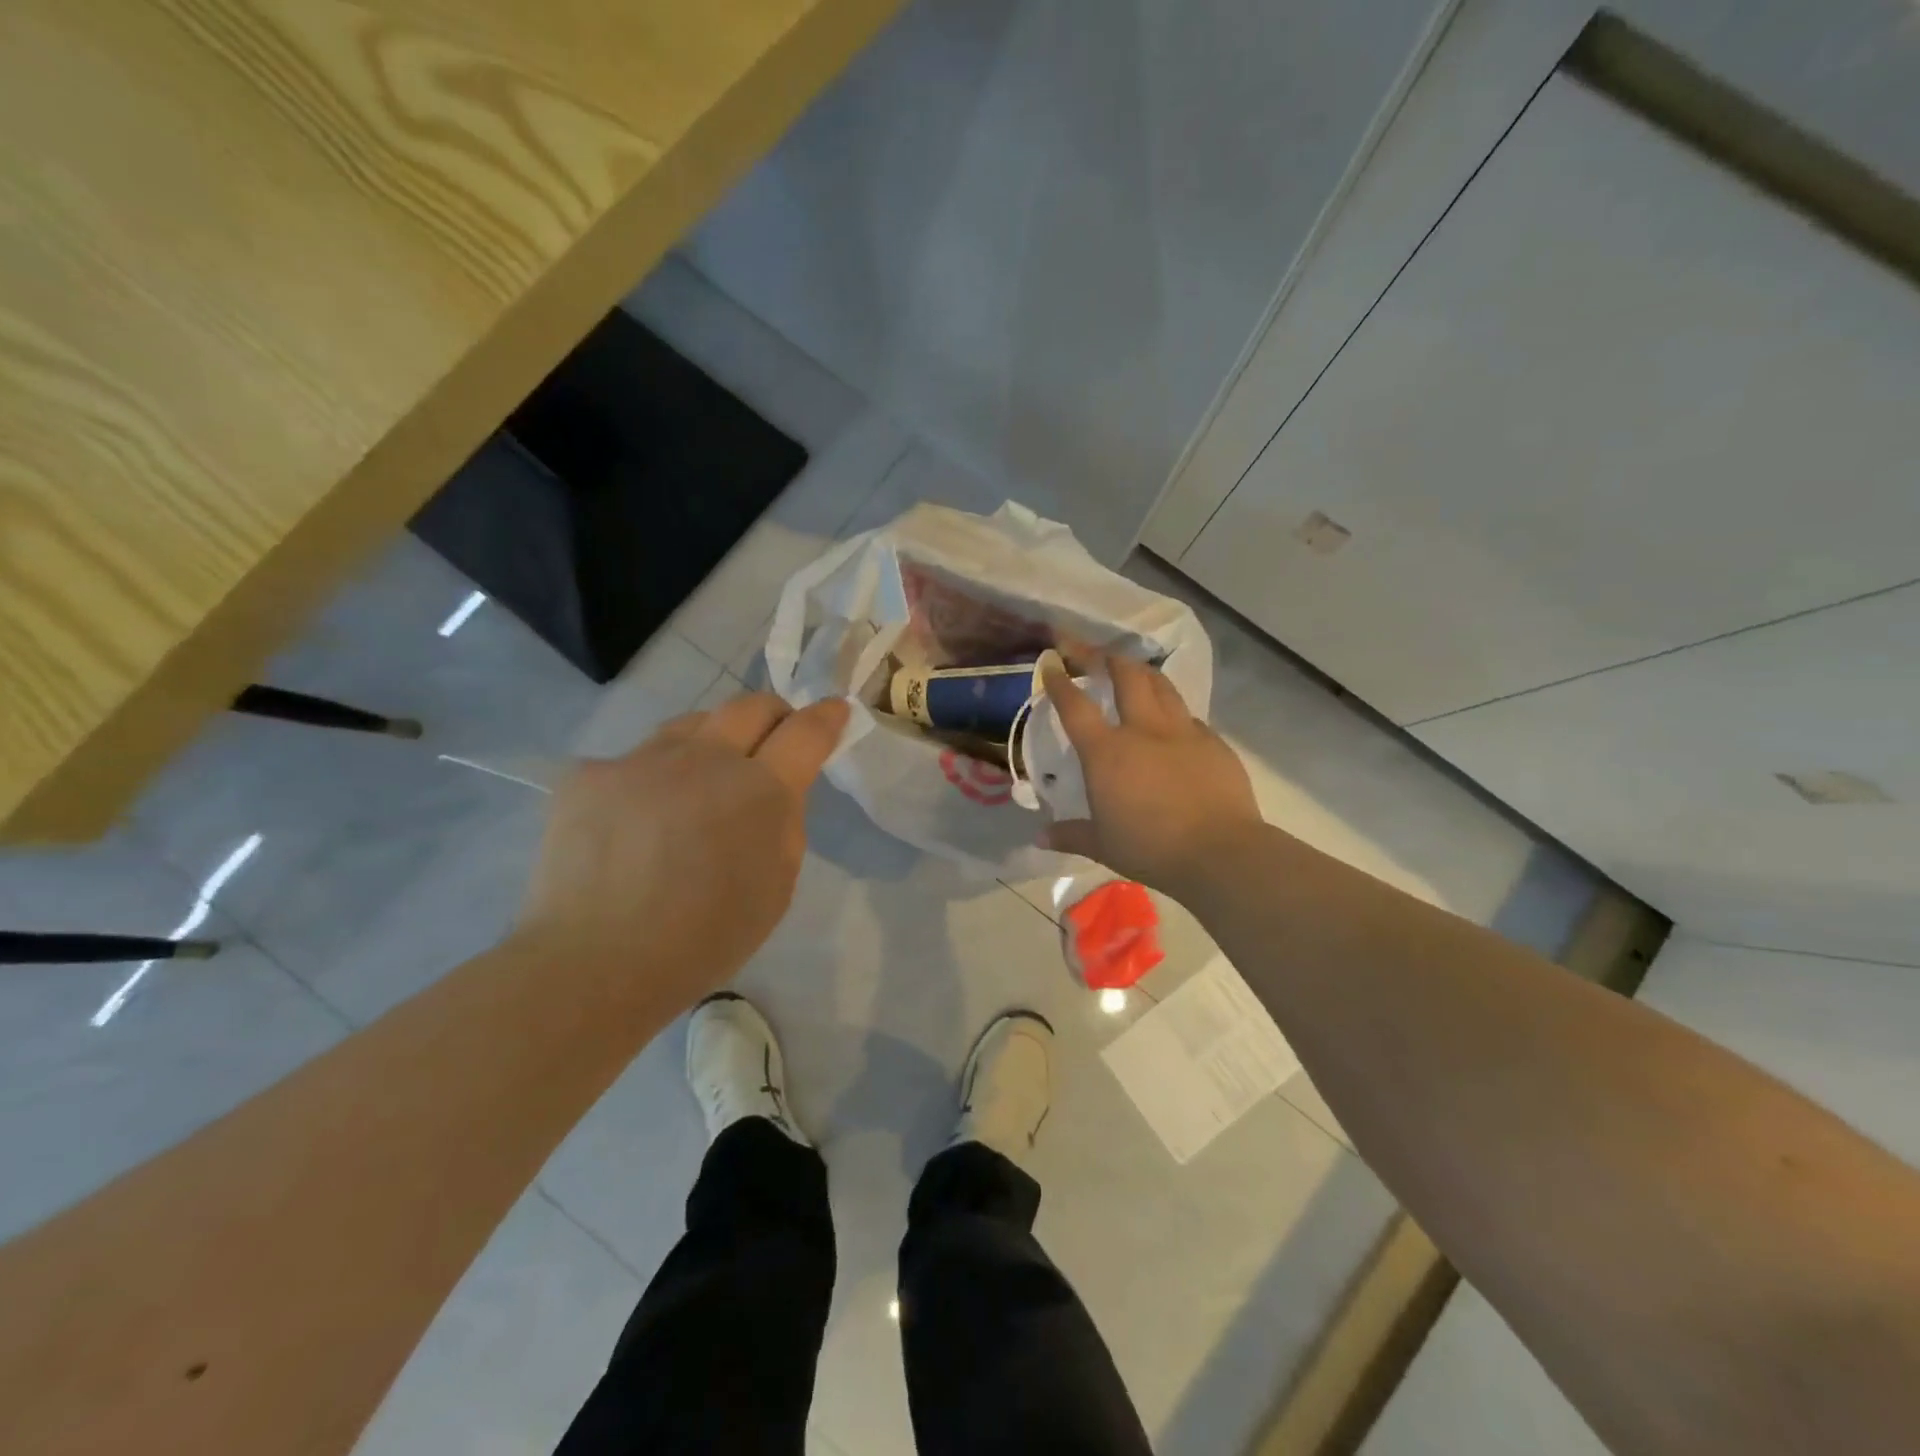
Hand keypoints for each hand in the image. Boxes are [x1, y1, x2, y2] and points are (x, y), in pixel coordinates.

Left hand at [515, 693, 848, 1012]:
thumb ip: (784, 823)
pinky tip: (638, 820)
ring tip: (702, 779)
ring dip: (712, 741)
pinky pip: (636, 760)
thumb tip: (774, 790)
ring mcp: (644, 759)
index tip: (835, 709)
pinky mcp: (592, 773)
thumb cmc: (704, 939)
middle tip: (774, 738)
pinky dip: (652, 780)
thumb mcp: (776, 886)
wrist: (594, 963)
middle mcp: (706, 758)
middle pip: (749, 706)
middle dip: (773, 715)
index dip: (826, 716)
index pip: (806, 731)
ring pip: (692, 725)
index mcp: (761, 790)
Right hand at [1041, 657, 1263, 899]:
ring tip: (1131, 669)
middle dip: (1104, 656)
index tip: (1051, 661)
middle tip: (1091, 650)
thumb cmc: (1151, 848)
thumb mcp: (1102, 845)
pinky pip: (1189, 716)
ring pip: (1161, 685)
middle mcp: (1143, 730)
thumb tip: (1040, 837)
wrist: (1219, 852)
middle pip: (1125, 675)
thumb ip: (1070, 834)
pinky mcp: (1214, 742)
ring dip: (1141, 671)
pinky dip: (1173, 710)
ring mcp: (1183, 732)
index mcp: (1107, 752)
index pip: (1076, 706)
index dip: (1060, 680)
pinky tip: (1173, 721)